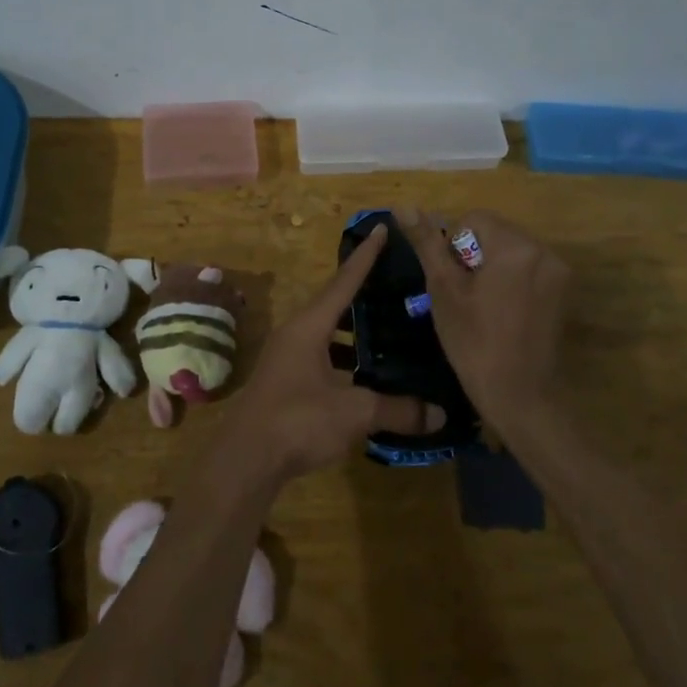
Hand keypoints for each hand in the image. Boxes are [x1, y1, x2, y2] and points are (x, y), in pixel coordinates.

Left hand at [213, 225, 445, 485]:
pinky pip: (321, 357)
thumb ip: (397, 409)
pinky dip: (344, 359)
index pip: (344, 282)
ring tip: (387, 331)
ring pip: (326, 333)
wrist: (246, 458)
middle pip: (334, 304)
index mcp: (309, 326)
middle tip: (395, 285)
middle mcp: (296, 334)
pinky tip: (365, 376)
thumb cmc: (298, 421)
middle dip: (363, 294)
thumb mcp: (354, 412)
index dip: (365, 256)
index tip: (382, 228)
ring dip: (353, 332)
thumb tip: (440, 414)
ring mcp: (287, 358)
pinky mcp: (285, 381)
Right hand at [398, 208, 571, 430]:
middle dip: (474, 256)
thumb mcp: (443, 289)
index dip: (453, 247)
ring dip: (493, 268)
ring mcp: (559, 272)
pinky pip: (529, 270)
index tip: (453, 283)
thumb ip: (426, 243)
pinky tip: (503, 313)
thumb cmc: (473, 342)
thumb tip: (403, 206)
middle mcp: (543, 251)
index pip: (473, 220)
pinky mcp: (564, 292)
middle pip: (495, 233)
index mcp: (515, 246)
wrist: (519, 396)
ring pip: (511, 251)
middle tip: (465, 297)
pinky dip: (512, 281)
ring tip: (483, 307)